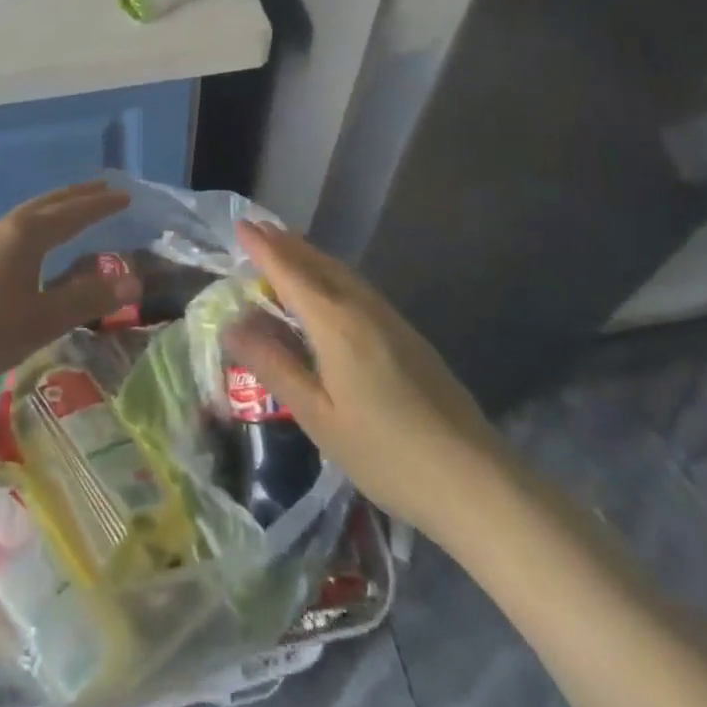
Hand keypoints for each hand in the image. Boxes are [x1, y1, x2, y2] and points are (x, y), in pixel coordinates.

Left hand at [0, 181, 137, 392]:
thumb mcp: (42, 320)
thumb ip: (87, 299)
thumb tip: (133, 280)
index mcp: (26, 235)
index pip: (73, 213)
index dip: (100, 205)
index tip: (125, 195)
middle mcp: (4, 227)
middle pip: (48, 203)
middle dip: (78, 196)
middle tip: (104, 188)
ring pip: (28, 214)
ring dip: (55, 208)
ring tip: (73, 211)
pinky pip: (14, 228)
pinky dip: (37, 223)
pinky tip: (32, 244)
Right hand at [225, 222, 504, 541]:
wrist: (475, 480)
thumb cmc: (387, 454)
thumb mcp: (318, 417)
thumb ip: (274, 366)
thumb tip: (231, 326)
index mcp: (336, 324)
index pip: (290, 273)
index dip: (263, 248)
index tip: (241, 225)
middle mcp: (362, 309)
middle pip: (318, 264)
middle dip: (285, 244)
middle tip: (257, 228)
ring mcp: (390, 319)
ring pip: (341, 273)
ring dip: (309, 255)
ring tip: (285, 246)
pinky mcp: (407, 335)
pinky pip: (357, 287)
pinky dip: (330, 273)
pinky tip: (327, 287)